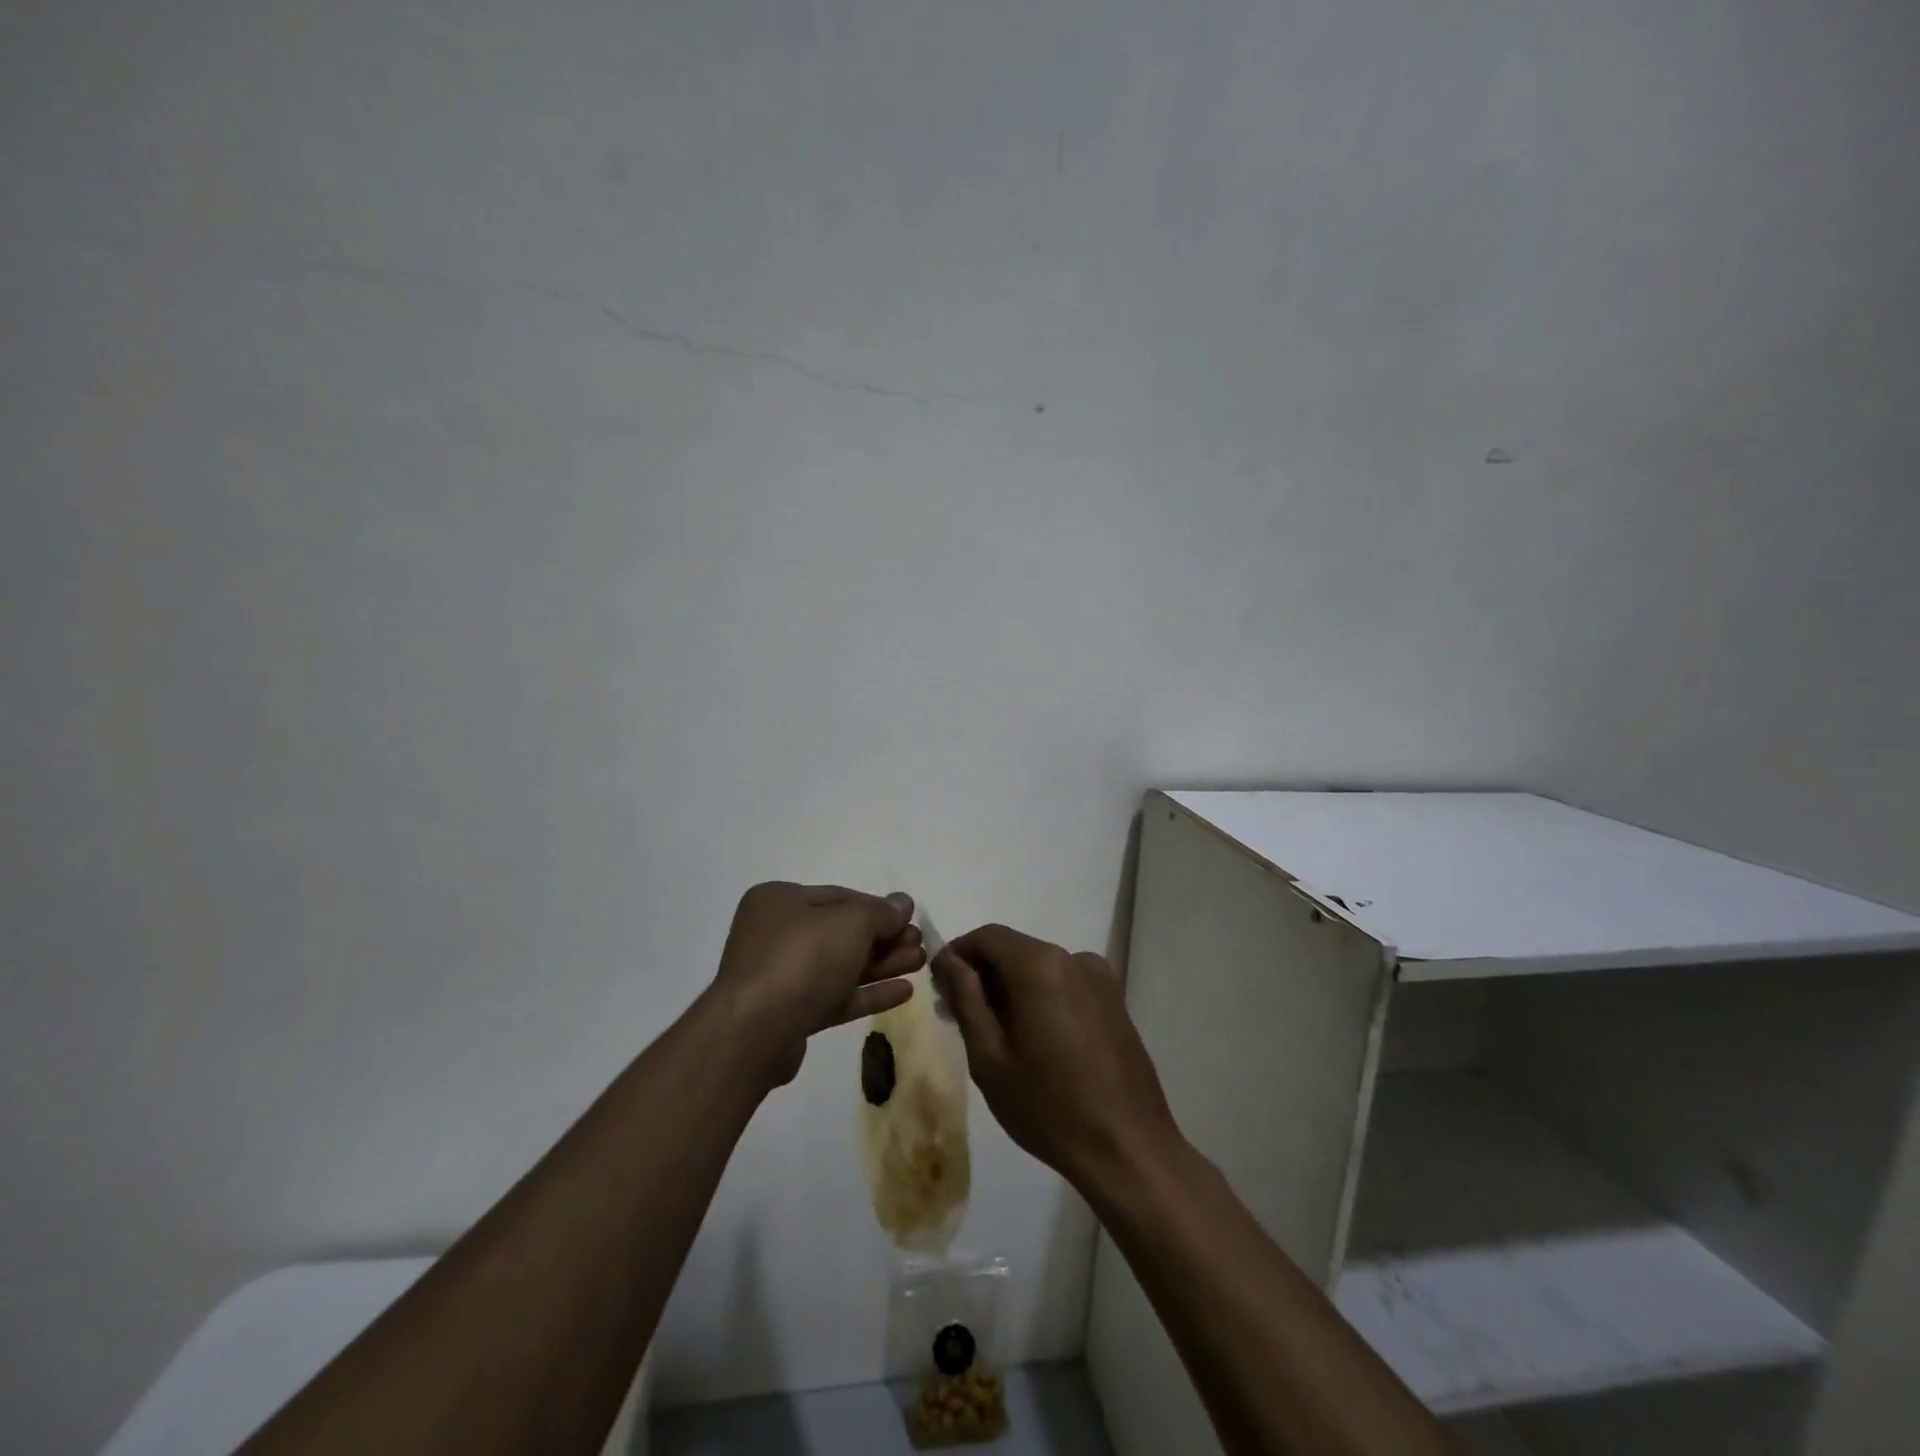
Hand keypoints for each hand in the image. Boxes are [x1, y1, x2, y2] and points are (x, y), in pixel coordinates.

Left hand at [711, 882, 924, 1087]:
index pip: (839, 897)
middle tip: (920, 944)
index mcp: (779, 900)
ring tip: (920, 964)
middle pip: (841, 932)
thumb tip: (903, 903)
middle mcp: (775, 933)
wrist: (755, 1032)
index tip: (909, 919)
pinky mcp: (789, 1014)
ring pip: (840, 966)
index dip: (878, 907)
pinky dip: (866, 993)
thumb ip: (881, 912)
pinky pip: (834, 996)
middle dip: (884, 939)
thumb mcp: (851, 923)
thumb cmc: (802, 958)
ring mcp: (780, 976)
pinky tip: (903, 992)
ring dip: (882, 964)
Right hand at [932, 925, 1182, 1189]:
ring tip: (994, 1035)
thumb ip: (966, 998)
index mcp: (1040, 965)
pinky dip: (1039, 998)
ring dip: (1011, 988)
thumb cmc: (1048, 1106)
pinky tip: (1033, 1042)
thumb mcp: (989, 1056)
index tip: (939, 988)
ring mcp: (1100, 979)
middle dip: (983, 975)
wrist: (1128, 1149)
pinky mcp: (1114, 1001)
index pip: (987, 936)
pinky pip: (1064, 985)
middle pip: (1015, 950)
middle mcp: (1073, 959)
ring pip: (1039, 968)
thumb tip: (949, 961)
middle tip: (957, 1017)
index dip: (958, 954)